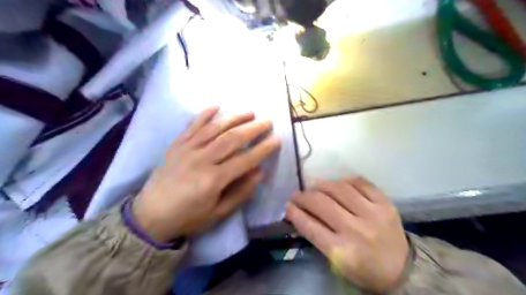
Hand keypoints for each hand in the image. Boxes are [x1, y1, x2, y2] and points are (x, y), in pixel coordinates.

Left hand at [133, 106, 278, 240]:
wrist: (149, 216)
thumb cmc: (188, 218)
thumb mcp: (218, 214)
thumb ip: (241, 192)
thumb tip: (259, 171)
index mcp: (213, 180)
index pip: (245, 159)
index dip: (263, 149)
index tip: (276, 139)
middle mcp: (201, 160)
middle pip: (232, 138)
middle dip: (253, 128)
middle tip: (267, 121)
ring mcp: (186, 149)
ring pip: (214, 128)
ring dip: (234, 117)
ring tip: (250, 112)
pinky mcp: (176, 145)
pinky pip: (192, 126)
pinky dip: (204, 115)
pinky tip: (216, 106)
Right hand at [286, 178, 407, 292]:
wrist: (402, 268)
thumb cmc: (363, 267)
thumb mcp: (337, 261)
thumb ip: (318, 236)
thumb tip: (300, 212)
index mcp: (342, 251)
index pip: (311, 227)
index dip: (295, 213)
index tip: (287, 205)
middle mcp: (356, 230)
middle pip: (322, 204)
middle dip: (304, 196)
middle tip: (297, 194)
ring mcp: (373, 214)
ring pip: (340, 189)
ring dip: (322, 185)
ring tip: (314, 185)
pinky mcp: (386, 204)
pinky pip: (361, 183)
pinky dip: (345, 180)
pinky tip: (337, 182)